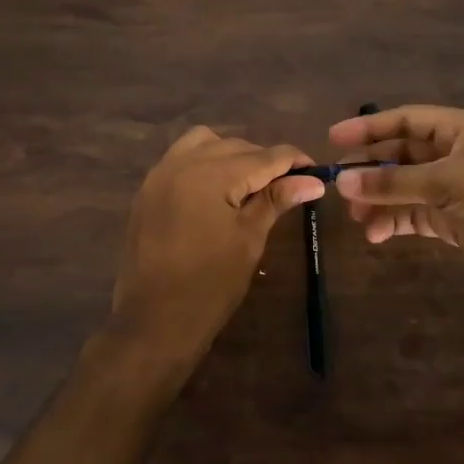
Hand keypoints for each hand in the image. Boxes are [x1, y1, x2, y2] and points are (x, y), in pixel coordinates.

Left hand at [106, 126, 324, 378]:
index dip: (294, 161)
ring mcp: (160, 174)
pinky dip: (204, 162)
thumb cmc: (211, 284)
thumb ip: (276, 200)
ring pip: (204, 143)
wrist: (155, 320)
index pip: (264, 156)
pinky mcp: (148, 190)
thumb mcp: (250, 239)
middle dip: (264, 160)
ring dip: (231, 154)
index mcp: (212, 174)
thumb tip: (313, 181)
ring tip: (248, 184)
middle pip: (235, 146)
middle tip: (288, 185)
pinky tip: (217, 189)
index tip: (315, 172)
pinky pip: (181, 158)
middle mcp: (183, 163)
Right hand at [329, 105, 463, 298]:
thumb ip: (393, 183)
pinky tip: (376, 234)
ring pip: (407, 187)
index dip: (369, 128)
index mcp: (463, 129)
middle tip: (339, 187)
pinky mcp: (458, 219)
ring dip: (381, 200)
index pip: (407, 120)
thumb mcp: (448, 185)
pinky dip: (396, 222)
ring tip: (357, 219)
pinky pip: (417, 214)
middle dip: (372, 171)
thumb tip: (343, 182)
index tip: (333, 139)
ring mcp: (458, 188)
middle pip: (404, 154)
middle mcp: (459, 153)